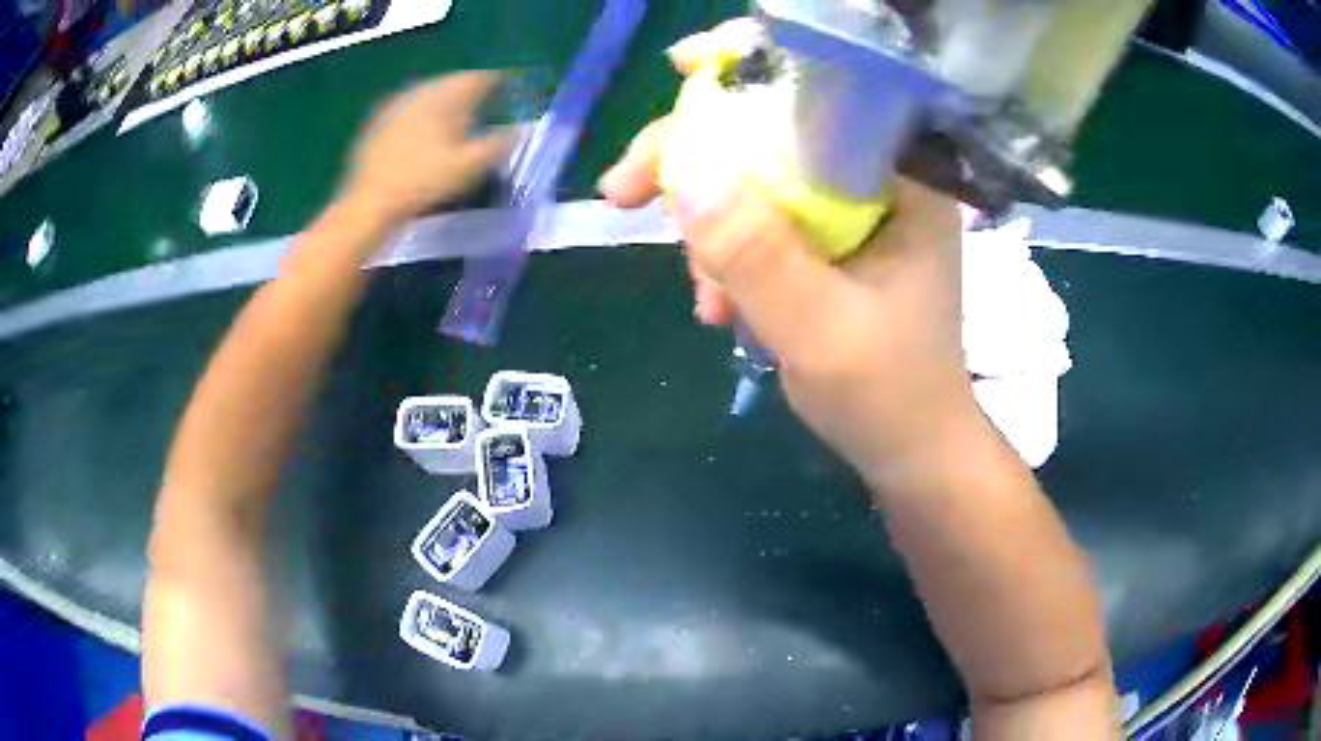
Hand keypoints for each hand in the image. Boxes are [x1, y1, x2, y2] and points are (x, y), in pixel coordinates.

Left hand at [340, 72, 513, 226]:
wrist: (370, 201)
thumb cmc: (425, 182)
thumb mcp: (471, 166)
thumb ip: (501, 144)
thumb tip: (524, 129)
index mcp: (448, 96)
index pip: (481, 77)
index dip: (499, 83)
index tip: (510, 92)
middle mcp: (423, 91)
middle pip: (453, 82)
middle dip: (470, 91)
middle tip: (484, 106)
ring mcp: (397, 104)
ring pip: (429, 93)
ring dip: (445, 101)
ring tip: (455, 119)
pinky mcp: (378, 121)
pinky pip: (408, 107)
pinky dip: (422, 114)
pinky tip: (423, 133)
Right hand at [600, 24, 977, 479]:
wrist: (909, 449)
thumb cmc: (888, 394)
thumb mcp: (818, 329)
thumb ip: (754, 252)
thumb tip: (683, 166)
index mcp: (903, 179)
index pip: (828, 90)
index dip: (753, 66)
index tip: (682, 68)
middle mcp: (877, 180)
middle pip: (774, 130)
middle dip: (696, 160)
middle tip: (623, 194)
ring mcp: (850, 211)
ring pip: (756, 178)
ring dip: (708, 226)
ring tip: (704, 295)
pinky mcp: (828, 242)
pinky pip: (759, 221)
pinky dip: (727, 254)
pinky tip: (718, 304)